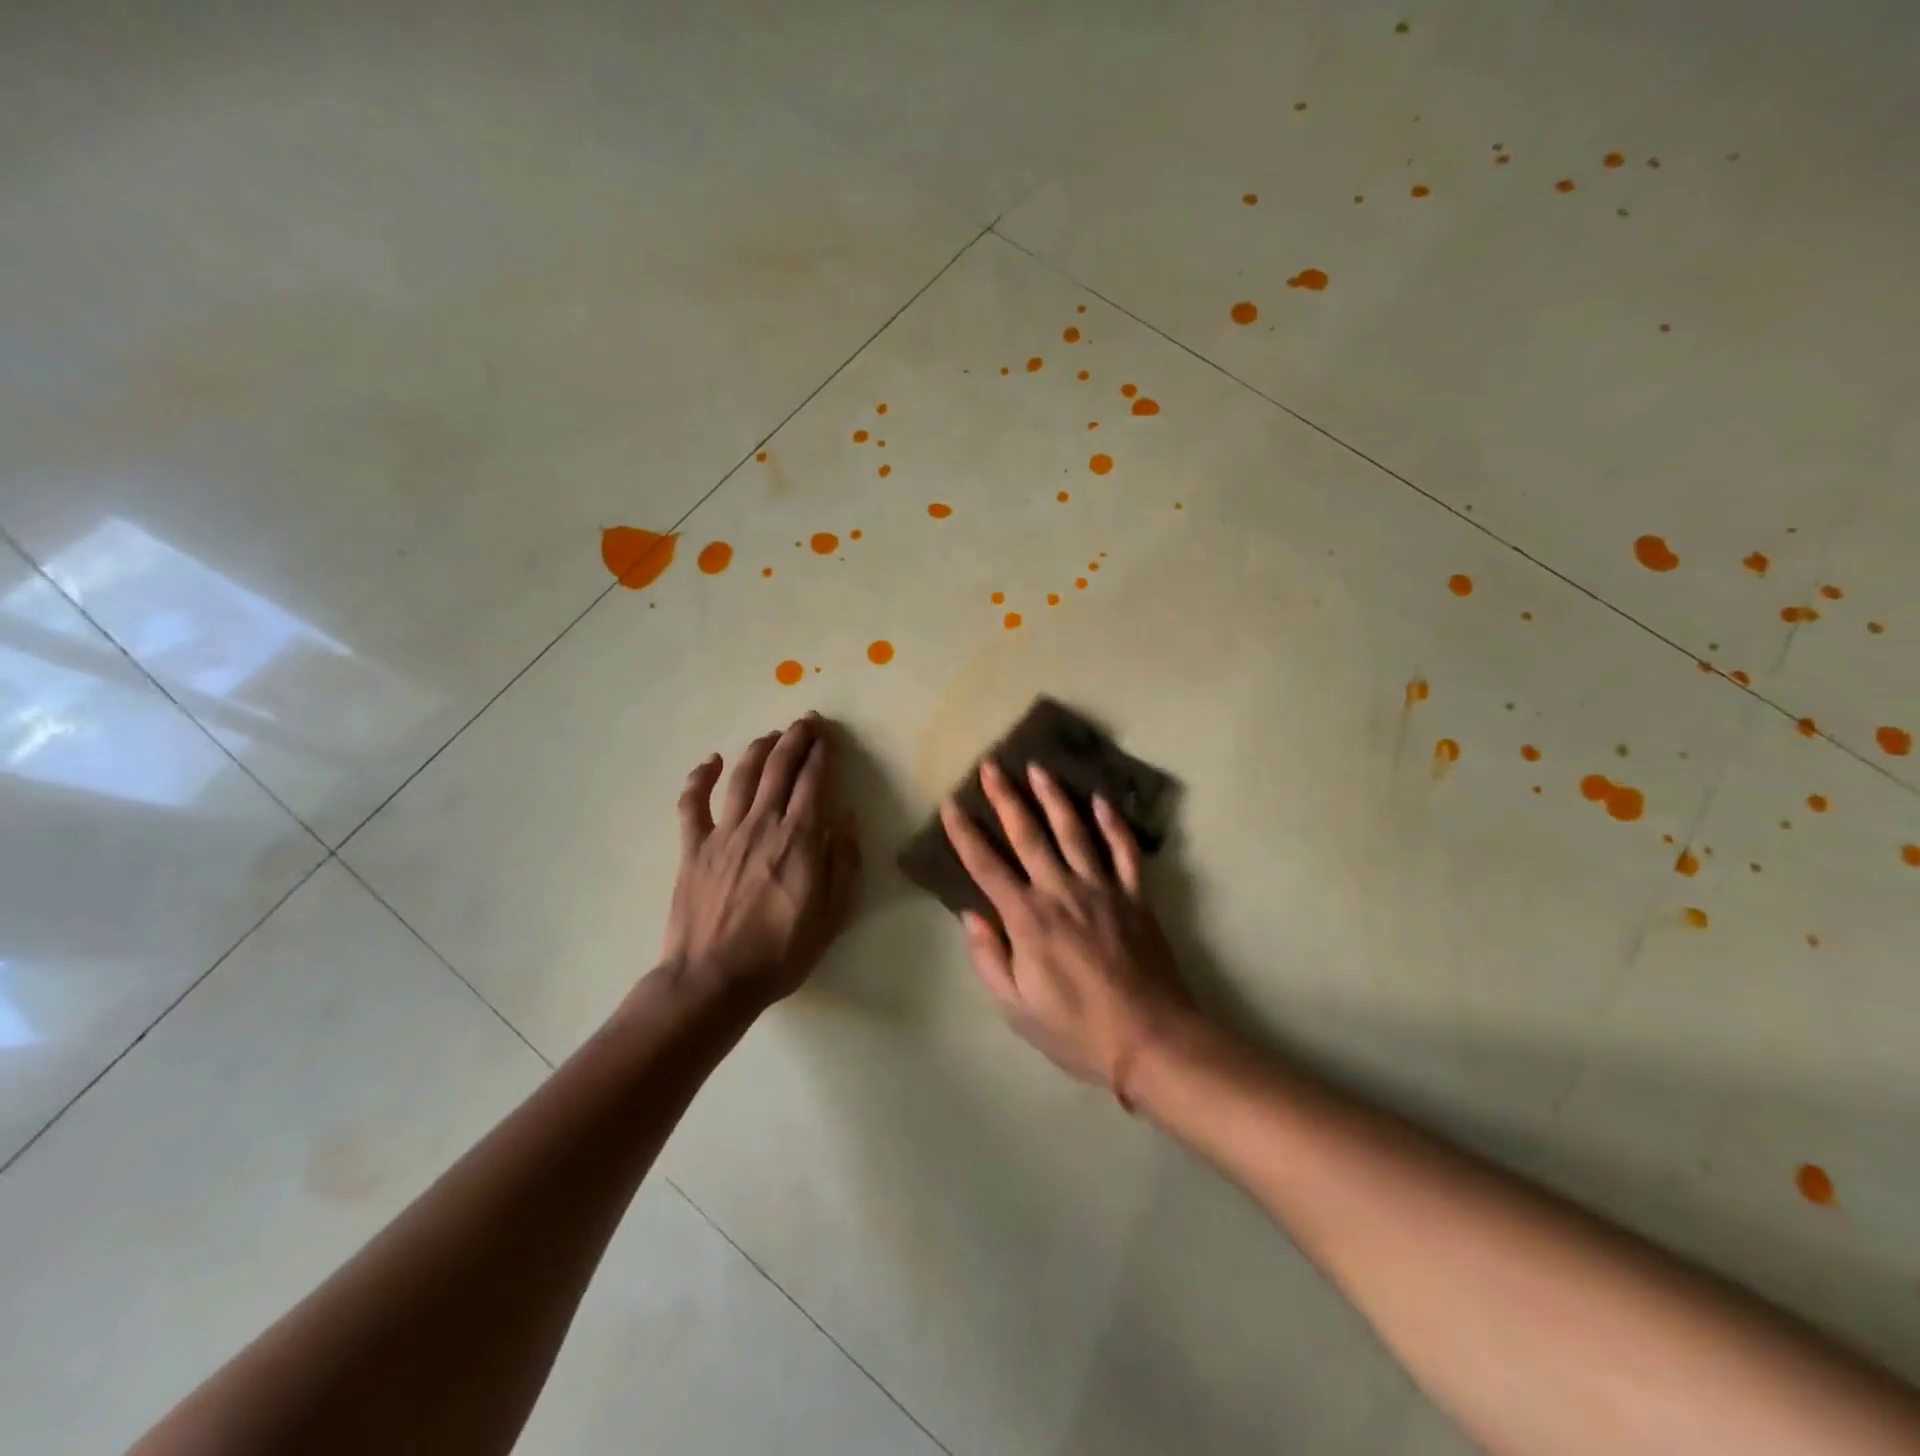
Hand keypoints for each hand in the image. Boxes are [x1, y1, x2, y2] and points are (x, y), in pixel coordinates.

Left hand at [663, 714, 861, 1005]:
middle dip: (795, 740)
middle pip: (779, 768)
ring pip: (742, 776)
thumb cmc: (782, 952)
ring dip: (758, 749)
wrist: (715, 980)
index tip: (828, 737)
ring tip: (771, 735)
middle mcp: (762, 824)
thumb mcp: (833, 915)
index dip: (822, 754)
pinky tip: (709, 761)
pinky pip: (692, 804)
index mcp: (799, 839)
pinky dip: (699, 778)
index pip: (814, 782)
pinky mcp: (693, 848)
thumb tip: (848, 818)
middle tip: (805, 721)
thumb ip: (844, 862)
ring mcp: (723, 834)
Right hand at [940, 758, 1194, 1100]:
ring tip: (1039, 768)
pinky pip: (1124, 851)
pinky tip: (1102, 800)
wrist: (1150, 1039)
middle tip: (992, 766)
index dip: (965, 834)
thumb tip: (971, 916)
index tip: (950, 804)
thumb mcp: (1016, 1008)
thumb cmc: (1077, 1030)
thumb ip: (990, 959)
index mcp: (1028, 919)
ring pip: (1074, 831)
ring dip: (1054, 797)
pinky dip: (1113, 824)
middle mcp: (1061, 891)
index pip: (986, 866)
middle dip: (1006, 798)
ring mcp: (1102, 889)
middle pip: (1028, 835)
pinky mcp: (1135, 896)